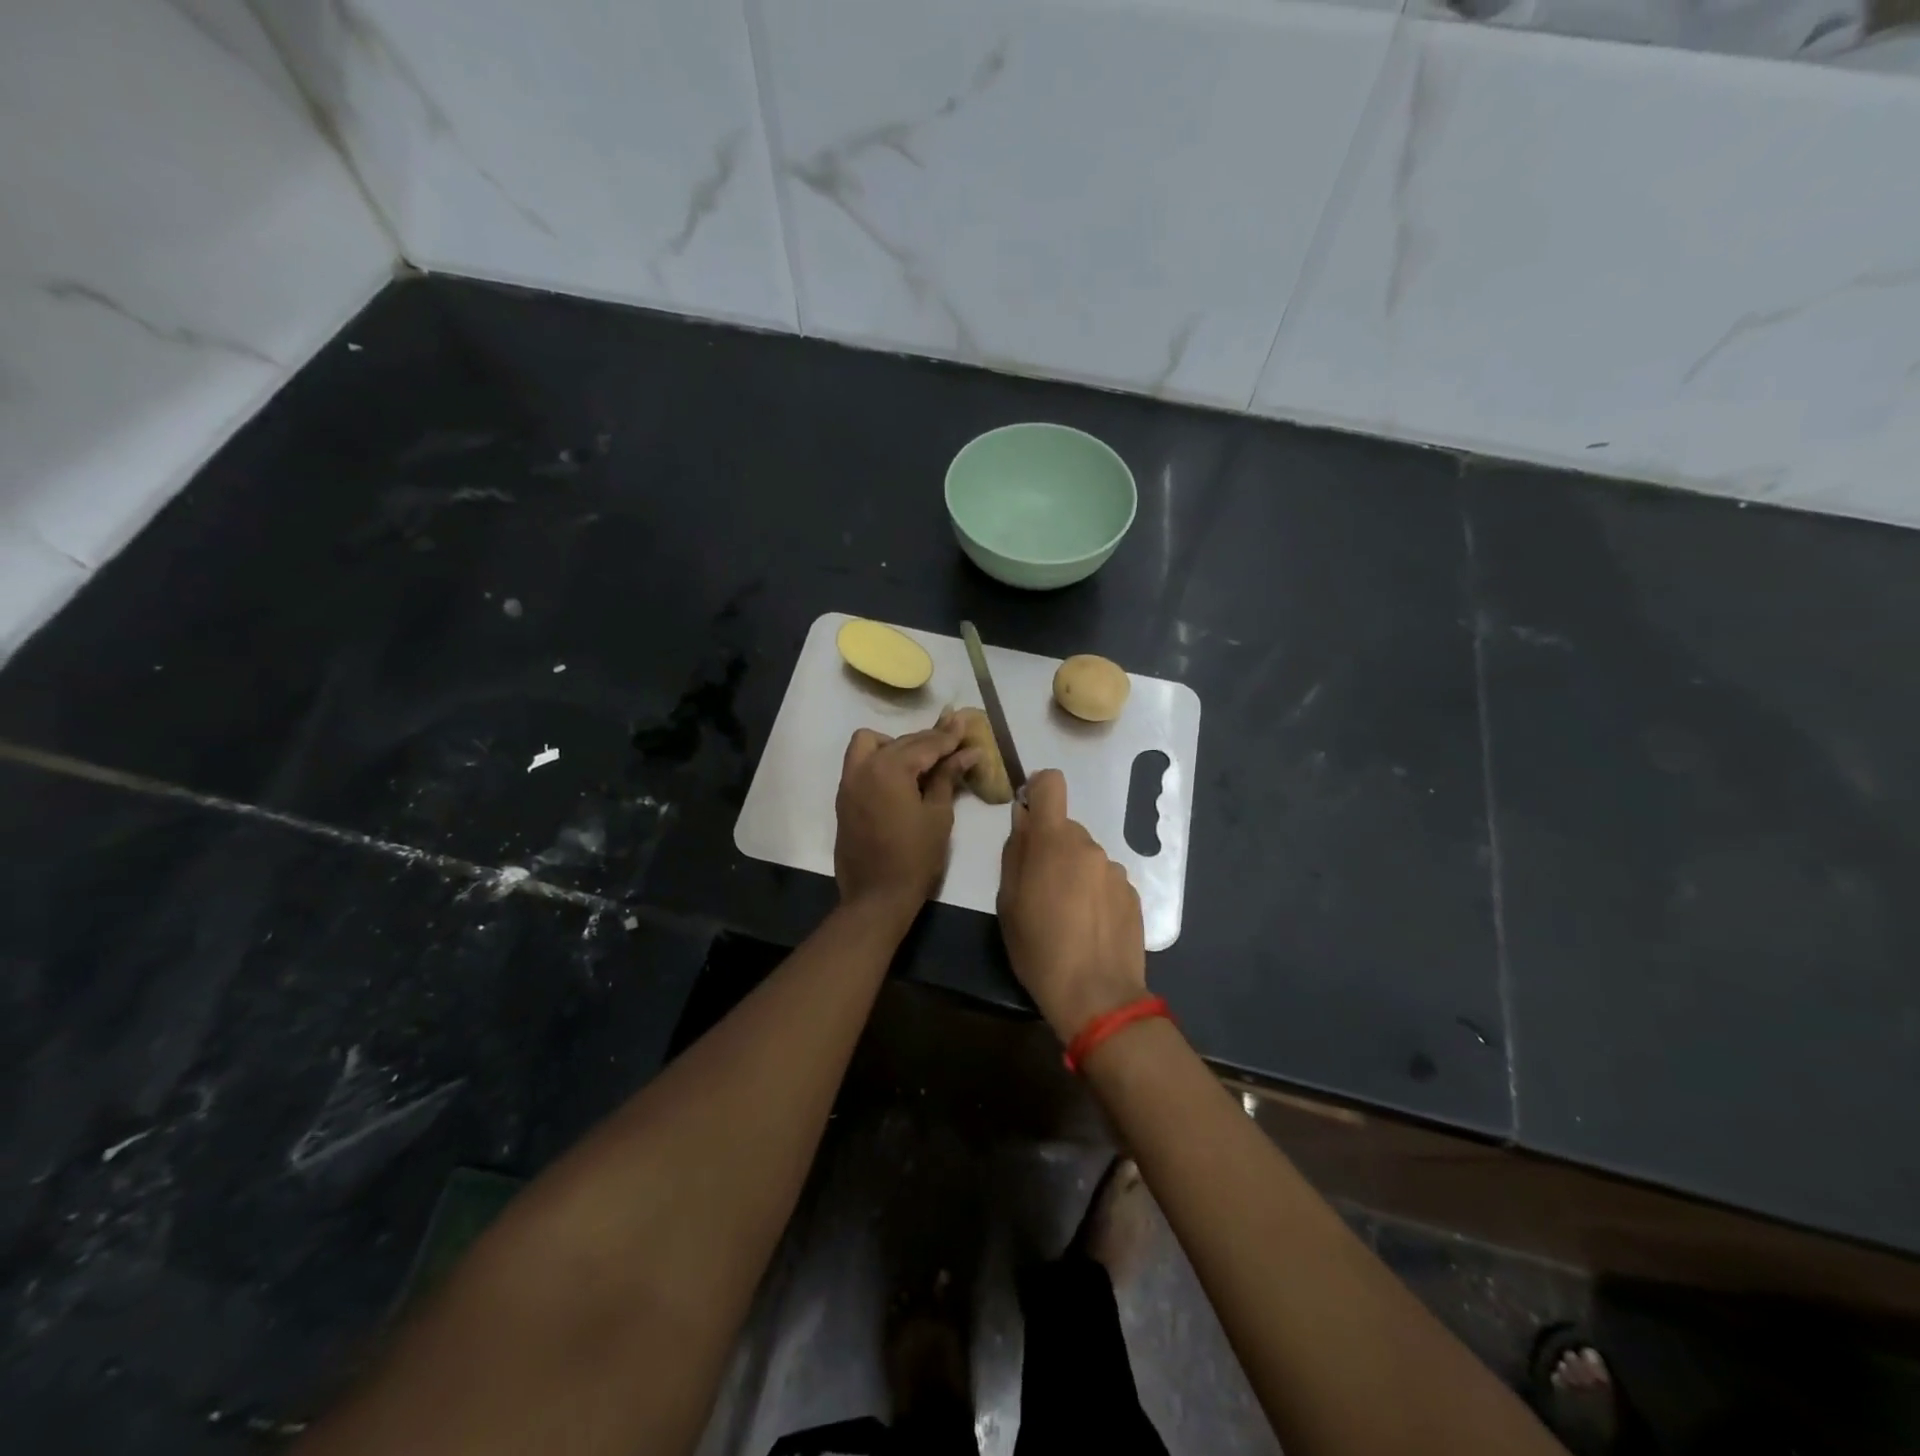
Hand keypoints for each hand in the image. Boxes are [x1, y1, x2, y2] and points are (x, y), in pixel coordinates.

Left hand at [834, 722, 975, 918]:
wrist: (876, 896)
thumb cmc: (915, 858)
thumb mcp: (938, 815)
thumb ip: (947, 777)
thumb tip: (968, 752)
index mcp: (889, 768)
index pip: (925, 744)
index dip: (949, 735)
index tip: (965, 721)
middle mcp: (863, 767)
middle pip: (901, 741)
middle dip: (928, 740)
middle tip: (955, 741)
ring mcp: (849, 782)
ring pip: (870, 744)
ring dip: (896, 745)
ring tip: (922, 761)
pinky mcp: (844, 798)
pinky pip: (861, 764)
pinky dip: (881, 760)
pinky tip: (902, 776)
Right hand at [997, 769, 1146, 1039]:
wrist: (1097, 995)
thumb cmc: (1039, 948)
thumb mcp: (1008, 901)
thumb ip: (1015, 852)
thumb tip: (1022, 821)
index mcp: (1054, 841)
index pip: (1051, 783)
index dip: (1037, 789)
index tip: (1028, 815)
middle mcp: (1089, 846)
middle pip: (1065, 828)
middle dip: (1051, 848)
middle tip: (1039, 890)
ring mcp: (1115, 869)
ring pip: (1085, 856)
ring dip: (1073, 873)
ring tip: (1066, 916)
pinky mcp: (1132, 893)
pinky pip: (1104, 879)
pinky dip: (1094, 893)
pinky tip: (1089, 927)